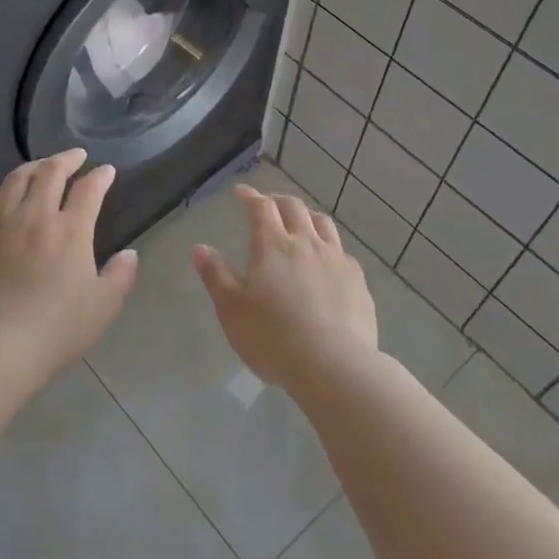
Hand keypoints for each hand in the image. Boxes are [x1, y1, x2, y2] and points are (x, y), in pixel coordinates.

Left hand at [0, 148, 138, 379]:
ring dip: (30, 168)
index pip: (89, 190)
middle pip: (50, 173)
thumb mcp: (103, 306)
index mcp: (71, 229)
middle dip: (66, 158)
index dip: (100, 176)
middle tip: (75, 156)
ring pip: (14, 181)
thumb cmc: (57, 328)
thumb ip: (120, 276)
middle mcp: (35, 216)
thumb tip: (129, 254)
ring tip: (39, 167)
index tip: (107, 170)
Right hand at [192, 185, 378, 394]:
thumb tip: (200, 248)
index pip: (261, 207)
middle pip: (294, 207)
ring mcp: (336, 260)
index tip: (240, 192)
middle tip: (267, 204)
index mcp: (272, 245)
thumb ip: (215, 275)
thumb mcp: (231, 309)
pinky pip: (342, 251)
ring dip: (307, 216)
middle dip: (277, 200)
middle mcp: (307, 243)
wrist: (335, 366)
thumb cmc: (273, 337)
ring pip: (323, 224)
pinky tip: (326, 261)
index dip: (249, 196)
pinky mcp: (358, 281)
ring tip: (300, 223)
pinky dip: (329, 246)